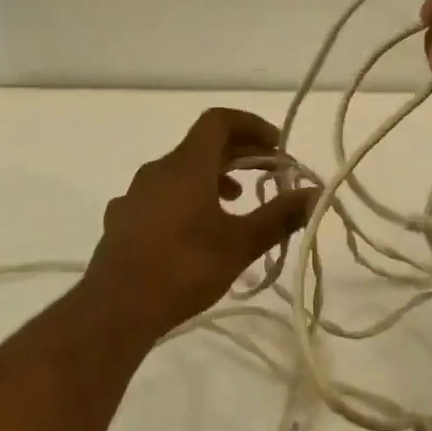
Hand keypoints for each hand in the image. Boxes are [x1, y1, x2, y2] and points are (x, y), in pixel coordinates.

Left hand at [81, 108, 316, 342]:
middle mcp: (158, 169)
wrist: (115, 309)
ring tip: (235, 202)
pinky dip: (186, 197)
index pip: (219, 121)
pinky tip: (194, 229)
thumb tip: (316, 193)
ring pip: (180, 170)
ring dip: (212, 176)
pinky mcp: (123, 219)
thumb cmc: (184, 269)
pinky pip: (160, 194)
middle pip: (201, 145)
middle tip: (266, 173)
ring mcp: (135, 194)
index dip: (251, 124)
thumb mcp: (240, 245)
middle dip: (238, 153)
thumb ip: (279, 216)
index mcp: (186, 165)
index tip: (276, 145)